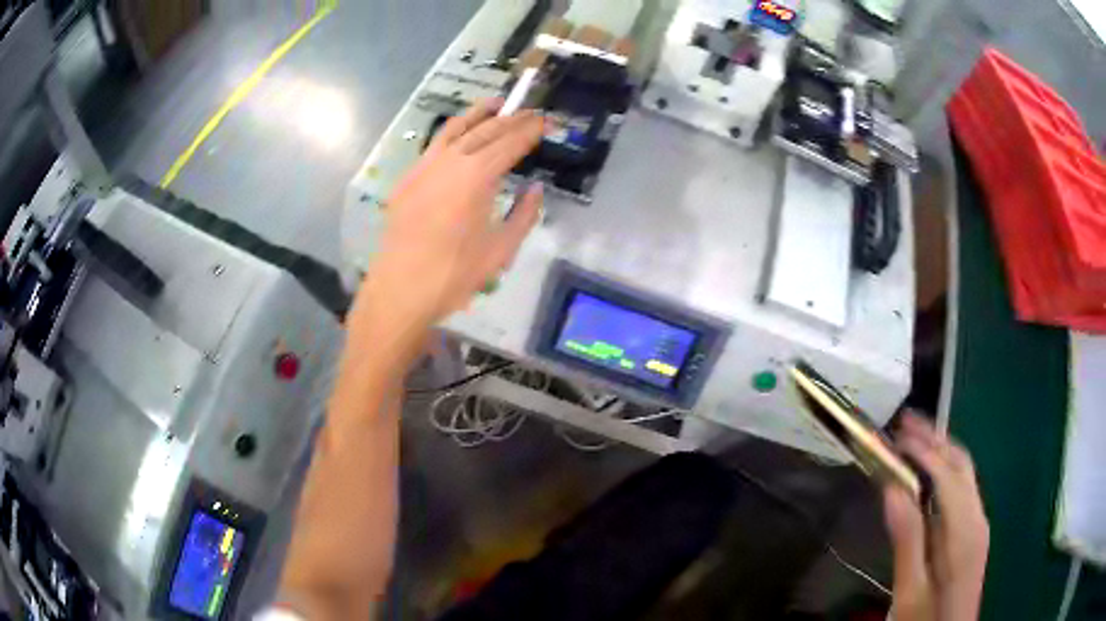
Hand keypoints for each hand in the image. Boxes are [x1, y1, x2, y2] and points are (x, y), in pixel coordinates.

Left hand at [356, 99, 543, 328]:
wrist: (400, 289)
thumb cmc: (454, 274)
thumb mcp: (501, 250)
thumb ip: (524, 215)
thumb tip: (535, 189)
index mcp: (477, 176)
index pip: (511, 143)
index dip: (531, 130)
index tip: (547, 121)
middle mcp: (451, 161)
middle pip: (486, 130)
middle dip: (511, 119)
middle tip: (530, 113)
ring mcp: (425, 166)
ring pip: (456, 129)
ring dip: (478, 114)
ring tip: (496, 104)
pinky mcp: (409, 177)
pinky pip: (434, 145)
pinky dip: (453, 132)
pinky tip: (460, 134)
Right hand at [884, 413, 989, 620]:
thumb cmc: (927, 618)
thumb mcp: (911, 589)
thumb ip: (908, 540)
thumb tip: (893, 489)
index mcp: (964, 531)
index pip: (948, 475)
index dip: (924, 450)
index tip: (896, 434)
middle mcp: (977, 517)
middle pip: (961, 464)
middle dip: (935, 438)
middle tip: (905, 421)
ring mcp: (978, 523)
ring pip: (964, 472)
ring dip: (940, 449)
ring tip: (914, 436)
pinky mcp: (973, 531)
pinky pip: (961, 488)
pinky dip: (944, 470)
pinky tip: (927, 472)